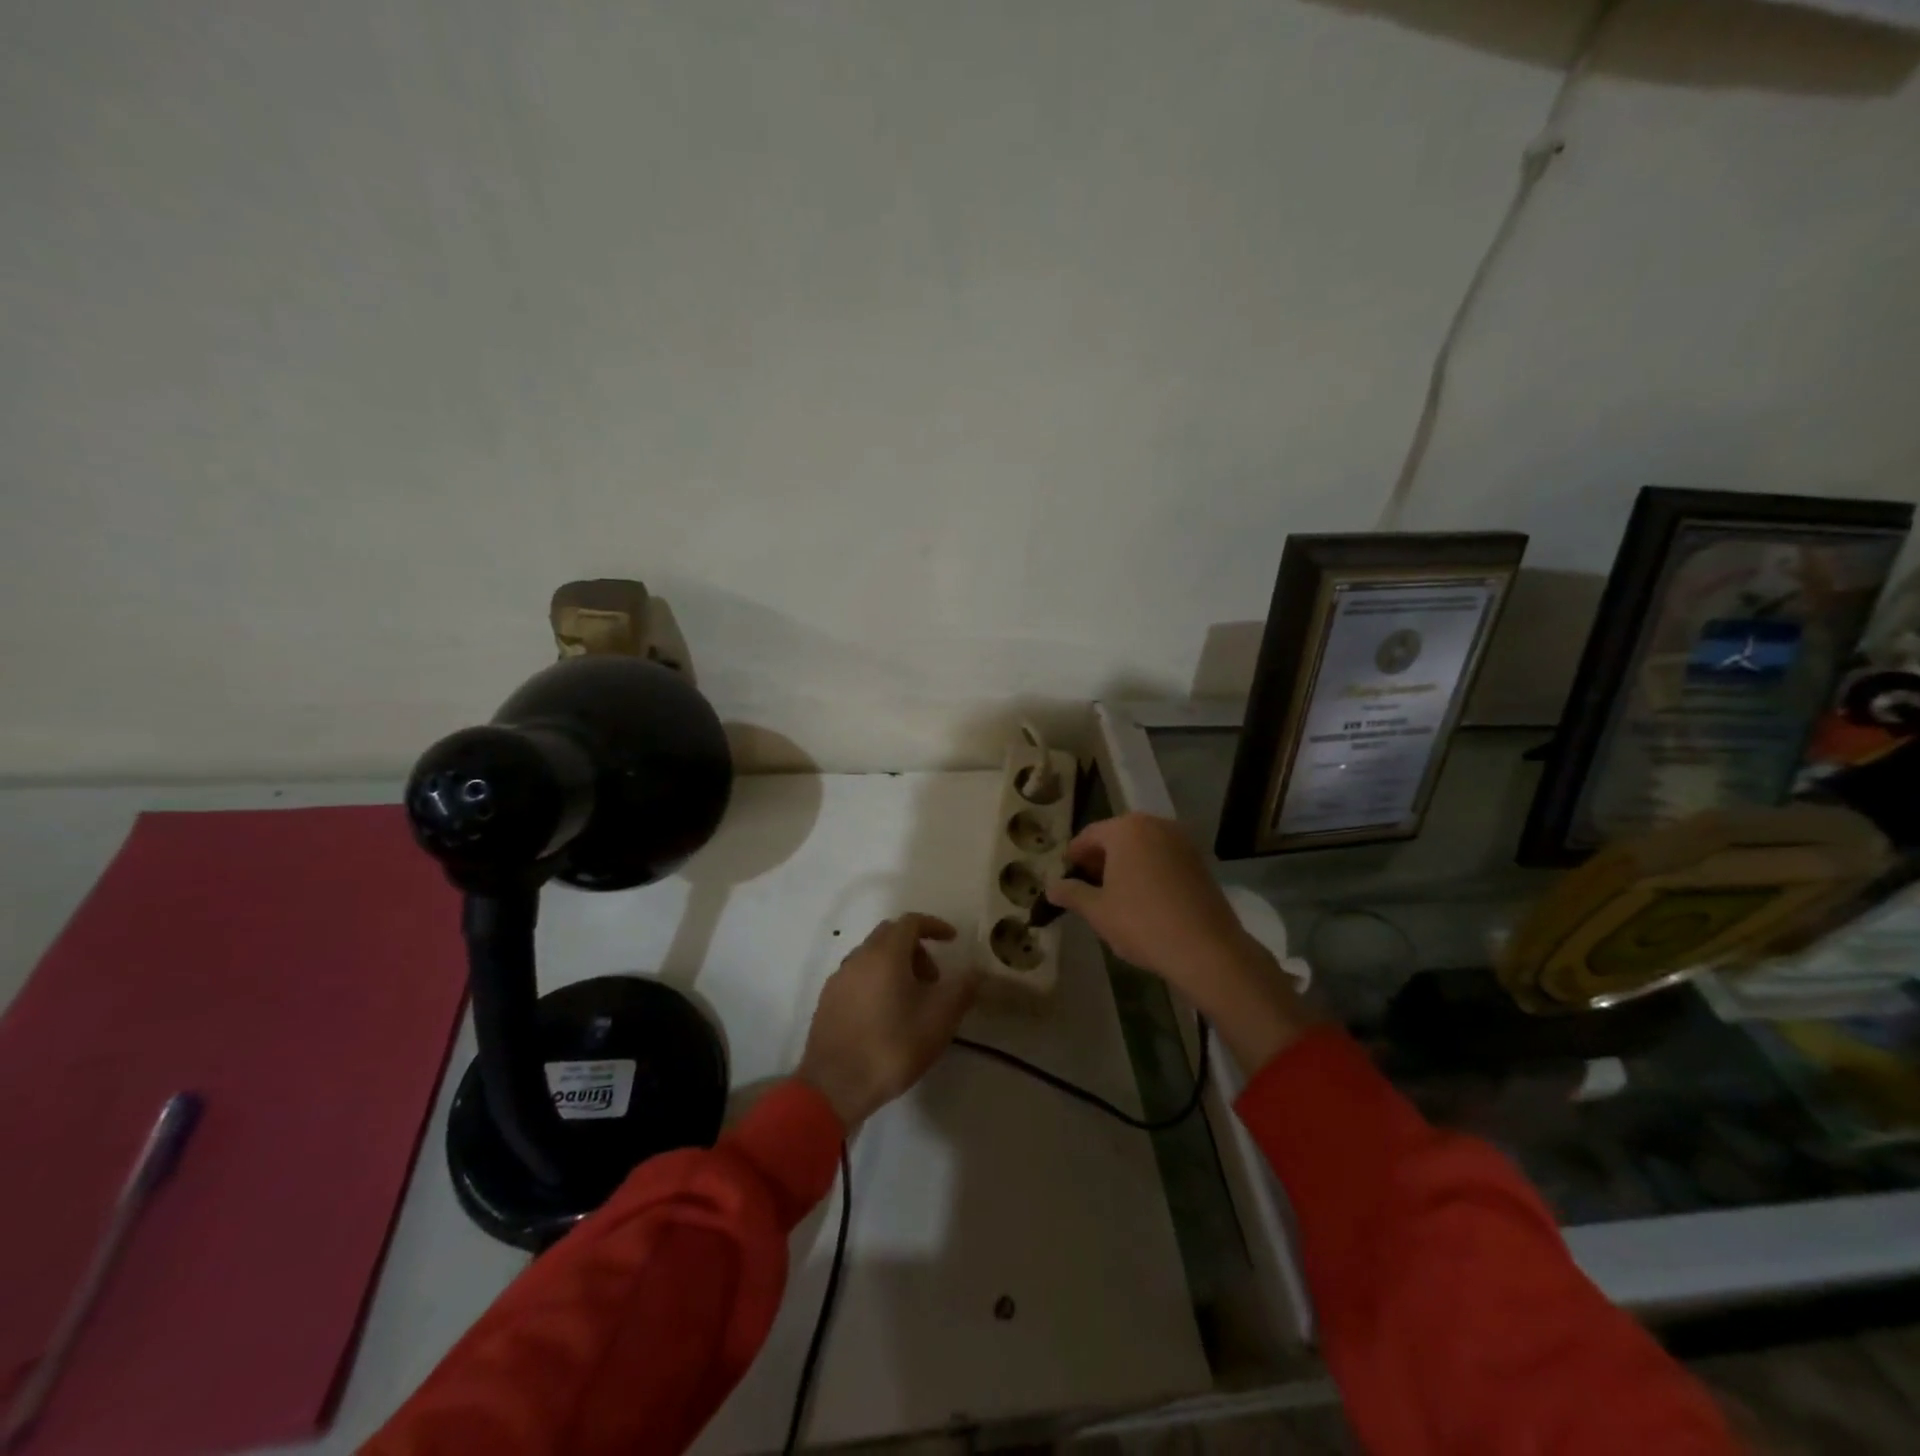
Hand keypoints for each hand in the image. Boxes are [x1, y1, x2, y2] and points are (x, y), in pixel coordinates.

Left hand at [797, 913, 977, 1130]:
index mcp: (885, 954)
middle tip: (934, 978)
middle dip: (916, 948)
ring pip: (872, 956)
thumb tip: (975, 972)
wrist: (835, 1086)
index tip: (952, 940)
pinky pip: (858, 976)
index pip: (911, 922)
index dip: (934, 926)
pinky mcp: (827, 1000)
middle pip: (890, 935)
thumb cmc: (893, 1046)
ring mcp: (839, 978)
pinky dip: (877, 980)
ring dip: (896, 965)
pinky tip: (885, 1014)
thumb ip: (962, 989)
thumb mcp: (939, 1019)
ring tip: (912, 1000)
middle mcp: (858, 957)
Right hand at [1045, 814, 1310, 1070]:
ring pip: (1142, 847)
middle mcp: (1155, 825)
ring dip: (1125, 865)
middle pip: (1117, 837)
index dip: (1073, 857)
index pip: (1089, 836)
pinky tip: (1144, 899)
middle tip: (1087, 887)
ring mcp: (1181, 841)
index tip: (1065, 877)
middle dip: (1100, 859)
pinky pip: (1163, 858)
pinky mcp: (1199, 861)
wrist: (1206, 949)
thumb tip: (1051, 887)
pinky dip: (1149, 871)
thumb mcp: (1097, 911)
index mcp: (1126, 829)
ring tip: (1114, 896)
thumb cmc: (1142, 923)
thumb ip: (1071, 893)